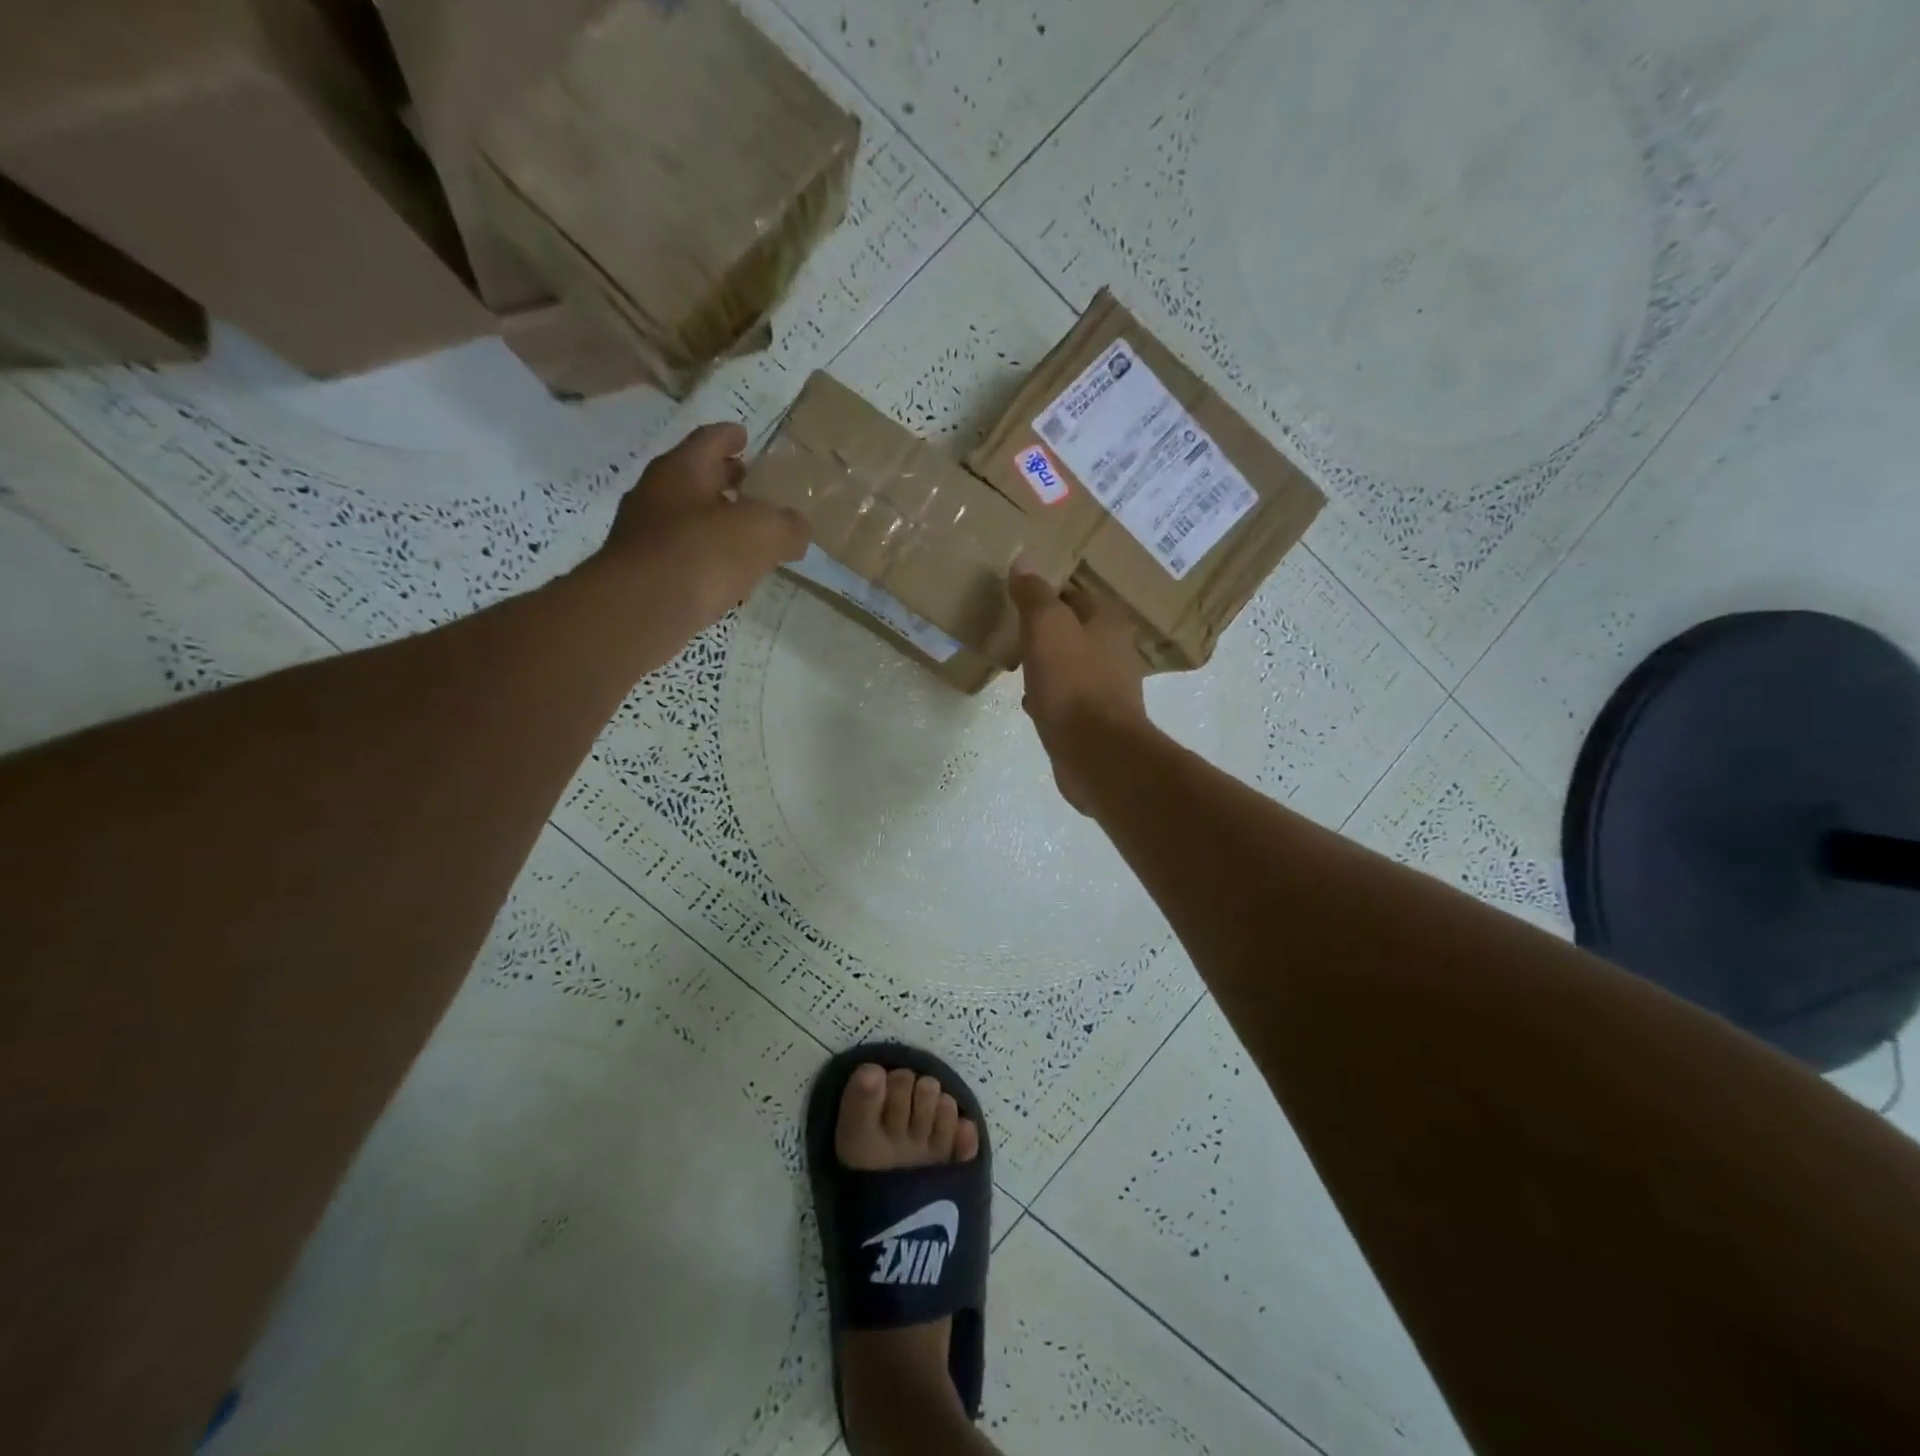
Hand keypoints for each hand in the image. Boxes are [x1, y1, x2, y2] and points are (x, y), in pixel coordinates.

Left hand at [589, 423, 808, 649]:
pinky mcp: (644, 572)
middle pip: (695, 477)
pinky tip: (726, 574)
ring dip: (715, 521)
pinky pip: (682, 553)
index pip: (710, 439)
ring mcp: (644, 534)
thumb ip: (788, 526)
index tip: (745, 436)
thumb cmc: (703, 554)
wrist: (641, 610)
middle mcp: (656, 494)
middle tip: (751, 485)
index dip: (731, 436)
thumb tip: (798, 529)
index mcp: (682, 469)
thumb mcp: (764, 533)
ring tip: (747, 535)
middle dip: (723, 479)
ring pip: (687, 517)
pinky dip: (705, 555)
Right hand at [1010, 570, 1149, 811]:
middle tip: (1013, 630)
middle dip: (1046, 630)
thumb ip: (1034, 594)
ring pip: (1069, 665)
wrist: (1095, 752)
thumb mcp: (1046, 627)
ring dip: (1045, 664)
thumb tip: (1024, 561)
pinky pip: (1066, 698)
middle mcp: (1113, 650)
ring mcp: (1106, 688)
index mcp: (1108, 621)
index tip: (1016, 597)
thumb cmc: (1072, 682)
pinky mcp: (1094, 720)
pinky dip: (1048, 696)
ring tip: (1016, 663)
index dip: (1045, 592)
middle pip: (1073, 630)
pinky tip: (1028, 701)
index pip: (1073, 594)